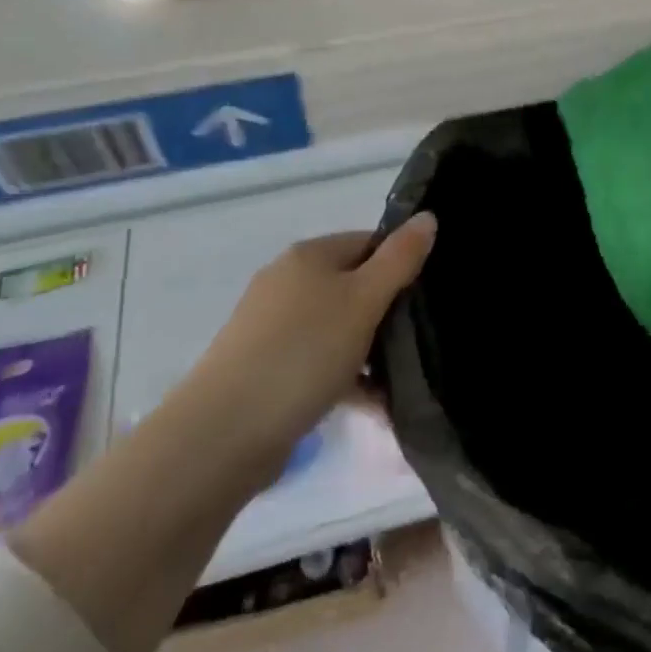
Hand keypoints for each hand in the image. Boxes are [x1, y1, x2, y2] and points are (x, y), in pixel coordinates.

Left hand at [188, 212, 435, 479]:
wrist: (222, 435)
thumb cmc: (303, 353)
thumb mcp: (363, 300)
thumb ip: (400, 258)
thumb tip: (428, 217)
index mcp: (309, 255)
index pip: (369, 242)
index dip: (402, 263)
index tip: (428, 296)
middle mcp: (287, 282)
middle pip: (353, 285)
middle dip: (387, 312)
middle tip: (420, 340)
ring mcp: (271, 327)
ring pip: (337, 327)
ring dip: (369, 352)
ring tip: (403, 381)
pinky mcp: (264, 369)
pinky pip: (317, 362)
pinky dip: (345, 378)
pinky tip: (373, 406)